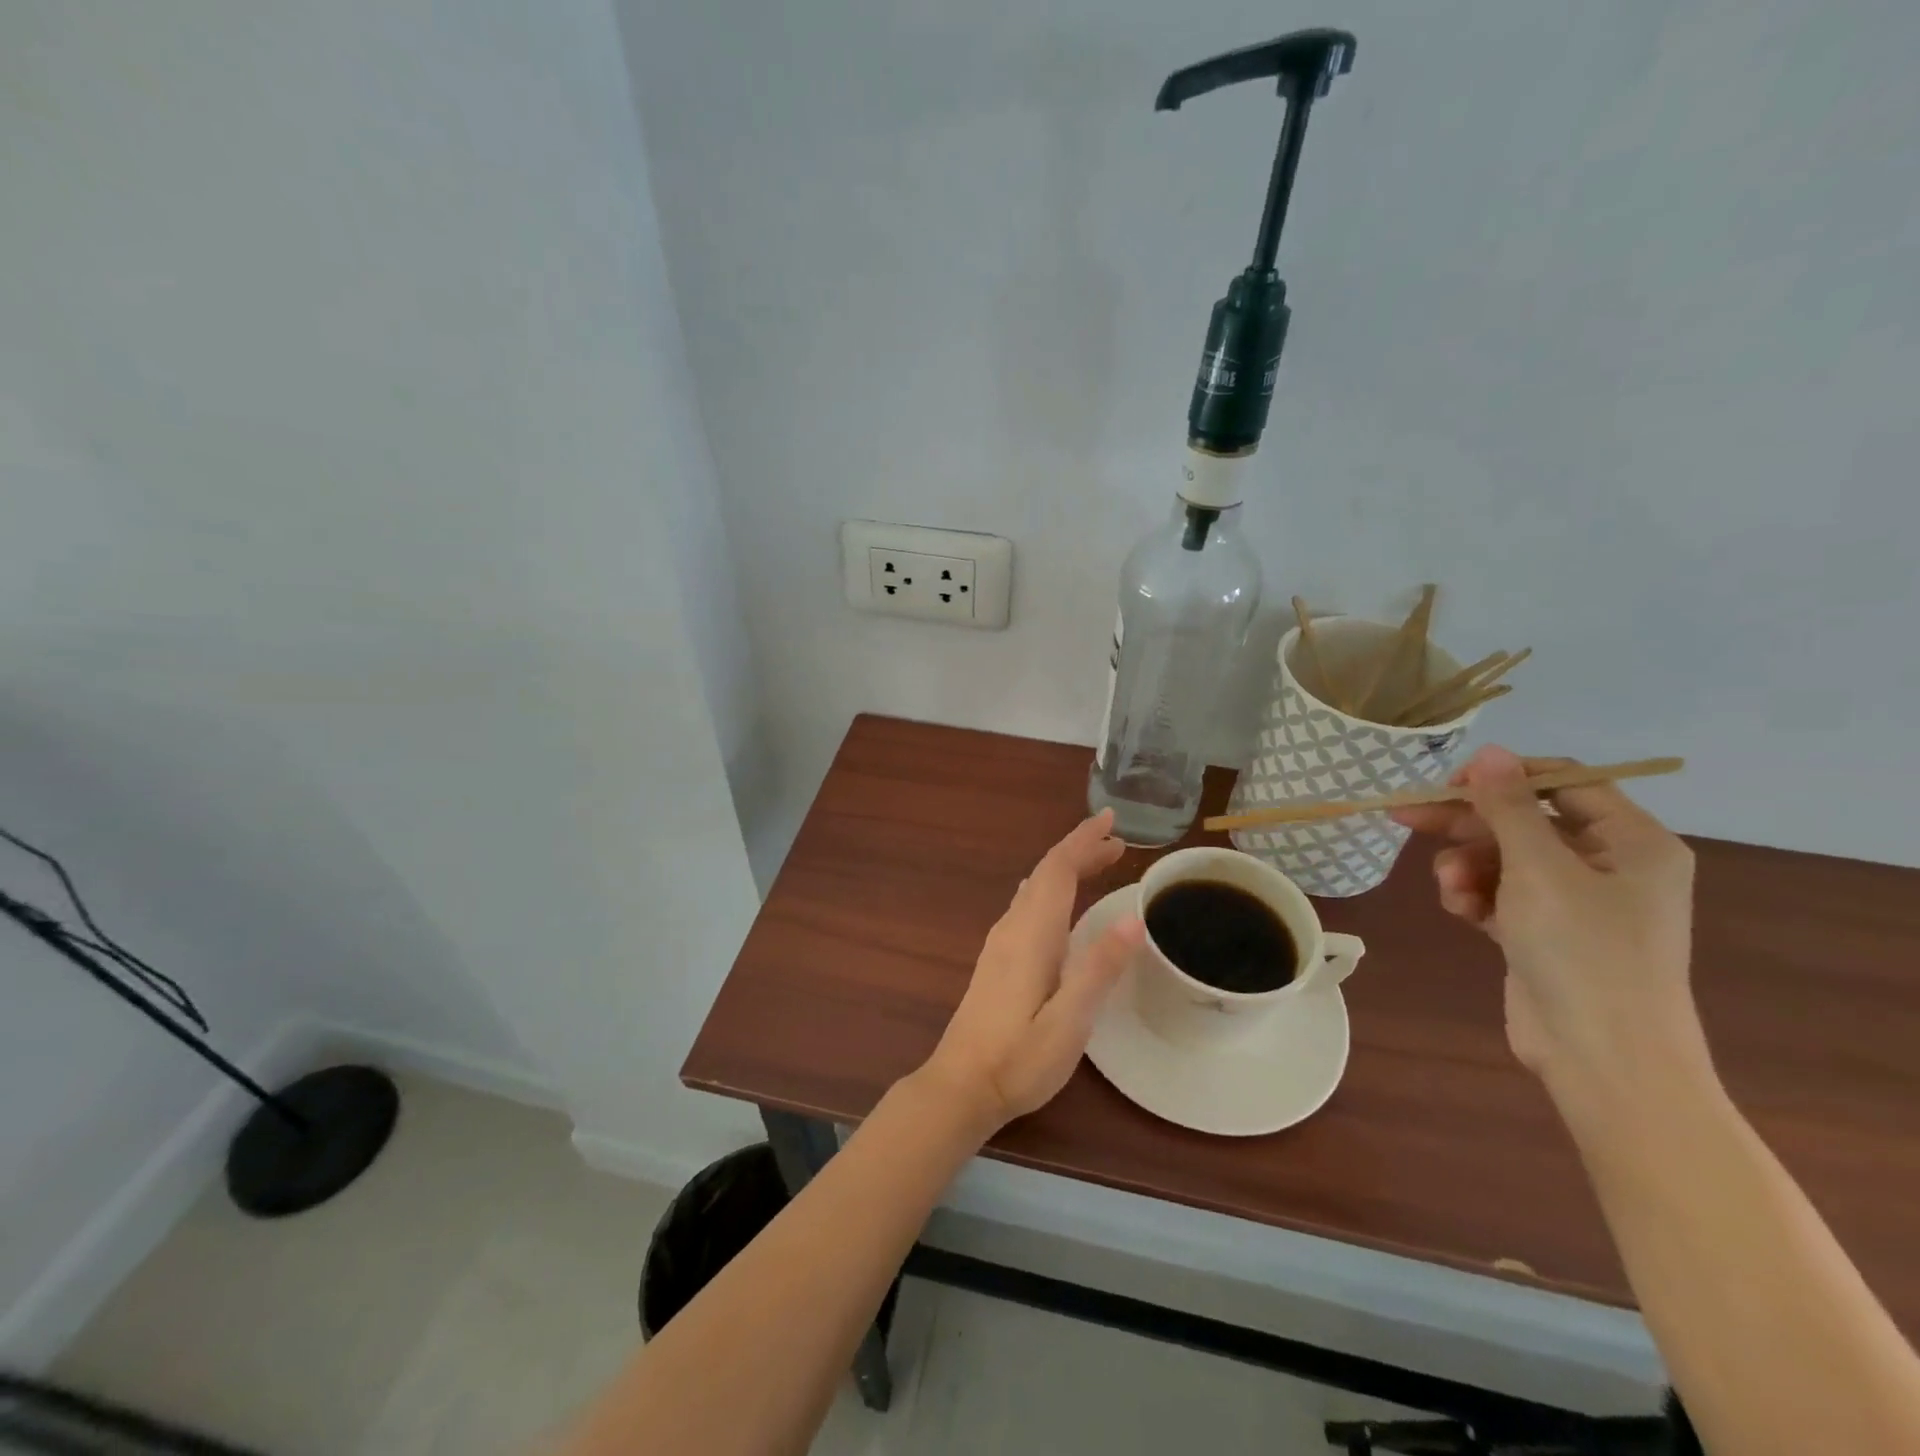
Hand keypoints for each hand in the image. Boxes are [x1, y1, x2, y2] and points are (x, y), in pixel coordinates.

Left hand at [921, 810, 1145, 1131]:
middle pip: (1046, 874)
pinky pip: (1027, 906)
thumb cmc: (1019, 1059)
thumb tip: (1134, 918)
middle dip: (1079, 850)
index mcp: (1032, 934)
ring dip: (1066, 869)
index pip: (1057, 870)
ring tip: (1098, 863)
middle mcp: (1012, 928)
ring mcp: (1000, 944)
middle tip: (1117, 842)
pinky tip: (1054, 900)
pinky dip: (1051, 890)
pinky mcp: (997, 961)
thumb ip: (1099, 968)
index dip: (1082, 840)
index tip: (1110, 820)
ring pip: (1035, 889)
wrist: (960, 1086)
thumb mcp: (1070, 1020)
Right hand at [1392, 746, 1707, 1094]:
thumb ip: (1508, 807)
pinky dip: (1475, 897)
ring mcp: (1576, 901)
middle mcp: (1608, 864)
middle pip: (1523, 821)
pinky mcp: (1545, 931)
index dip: (1503, 777)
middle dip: (1467, 825)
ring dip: (1467, 867)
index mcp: (1631, 841)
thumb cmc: (1583, 950)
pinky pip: (1500, 894)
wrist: (1602, 1057)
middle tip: (1407, 818)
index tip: (1449, 784)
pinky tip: (1462, 913)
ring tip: (1450, 890)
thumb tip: (1488, 751)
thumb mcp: (1538, 868)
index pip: (1562, 782)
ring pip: (1503, 858)